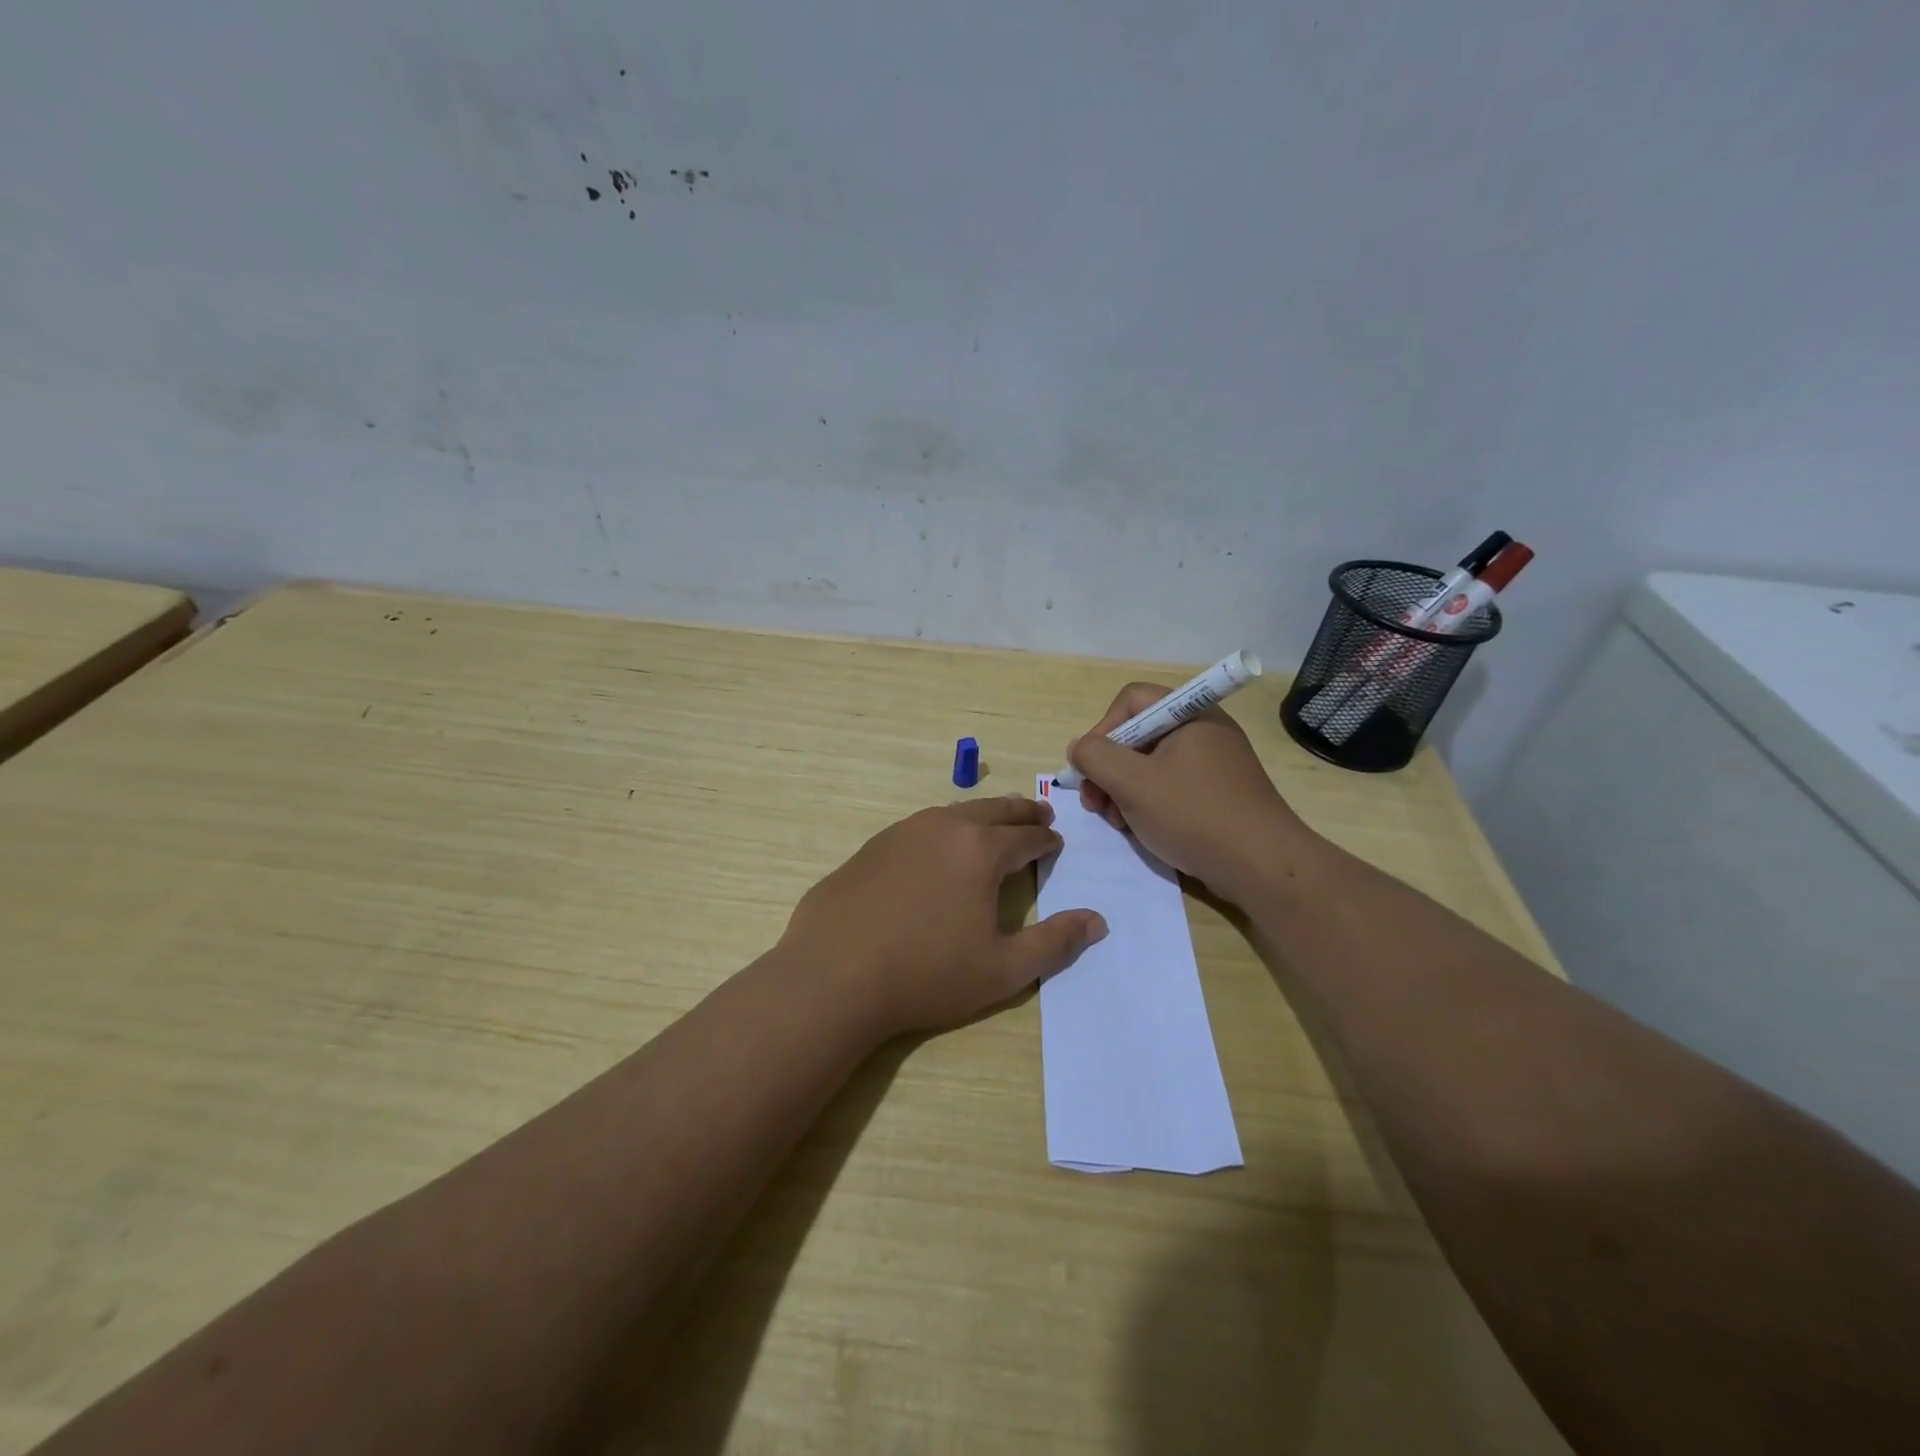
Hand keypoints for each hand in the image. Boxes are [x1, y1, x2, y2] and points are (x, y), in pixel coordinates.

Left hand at [781, 795, 1107, 1037]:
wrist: (833, 975)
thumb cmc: (926, 974)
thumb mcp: (1002, 969)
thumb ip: (1054, 943)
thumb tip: (1097, 921)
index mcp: (981, 849)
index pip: (1027, 837)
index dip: (1046, 840)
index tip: (1055, 843)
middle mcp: (944, 827)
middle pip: (994, 811)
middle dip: (1021, 813)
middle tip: (1038, 814)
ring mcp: (903, 832)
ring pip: (954, 812)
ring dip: (982, 815)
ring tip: (994, 822)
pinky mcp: (872, 846)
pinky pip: (921, 827)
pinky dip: (944, 828)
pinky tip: (938, 847)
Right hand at [1068, 683, 1315, 902]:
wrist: (1262, 868)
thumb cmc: (1194, 815)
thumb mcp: (1133, 783)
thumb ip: (1095, 757)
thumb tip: (1079, 747)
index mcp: (1190, 715)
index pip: (1131, 700)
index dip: (1103, 729)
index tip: (1091, 767)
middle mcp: (1203, 731)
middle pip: (1138, 734)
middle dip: (1108, 768)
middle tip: (1095, 803)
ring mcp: (1213, 764)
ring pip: (1150, 765)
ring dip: (1123, 790)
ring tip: (1116, 822)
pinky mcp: (1217, 793)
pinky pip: (1170, 786)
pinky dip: (1148, 803)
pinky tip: (1140, 830)